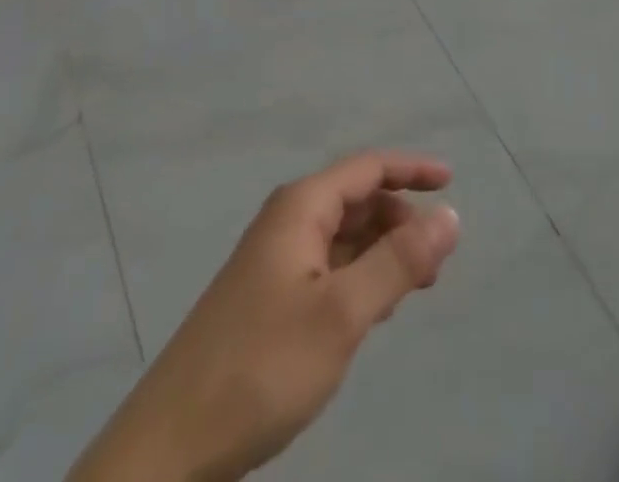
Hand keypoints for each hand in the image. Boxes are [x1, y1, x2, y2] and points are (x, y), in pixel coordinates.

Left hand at [68, 152, 461, 481]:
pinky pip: (326, 270)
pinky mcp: (266, 302)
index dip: (412, 170)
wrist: (167, 450)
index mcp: (301, 208)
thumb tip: (450, 214)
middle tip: (436, 262)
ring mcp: (273, 263)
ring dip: (382, 253)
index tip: (451, 182)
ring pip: (343, 238)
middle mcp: (287, 223)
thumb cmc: (260, 366)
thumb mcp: (342, 314)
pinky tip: (372, 314)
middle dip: (400, 220)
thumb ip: (399, 262)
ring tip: (413, 289)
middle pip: (357, 201)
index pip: (368, 167)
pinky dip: (358, 279)